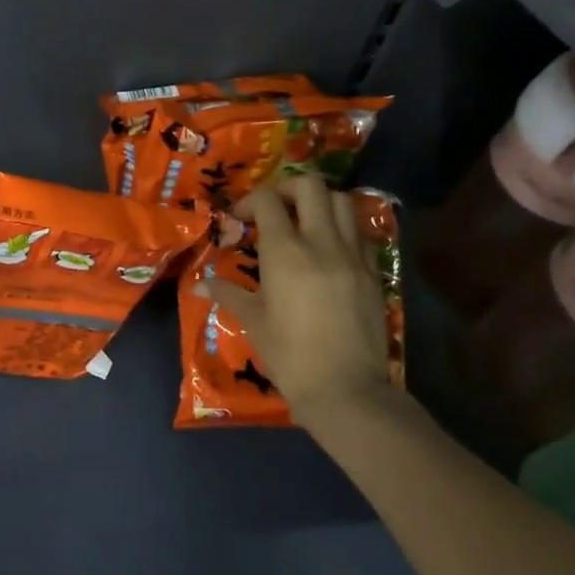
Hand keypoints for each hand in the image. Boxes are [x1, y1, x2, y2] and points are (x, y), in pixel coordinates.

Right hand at [198, 175, 391, 417]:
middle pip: (310, 185)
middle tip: (274, 209)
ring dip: (318, 202)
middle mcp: (321, 242)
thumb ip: (228, 293)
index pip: (267, 200)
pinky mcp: (374, 271)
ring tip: (304, 222)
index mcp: (285, 252)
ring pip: (341, 201)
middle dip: (287, 188)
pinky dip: (342, 227)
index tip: (239, 219)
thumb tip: (201, 283)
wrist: (346, 389)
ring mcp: (353, 254)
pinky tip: (328, 248)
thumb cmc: (289, 355)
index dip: (249, 201)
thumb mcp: (253, 321)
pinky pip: (359, 231)